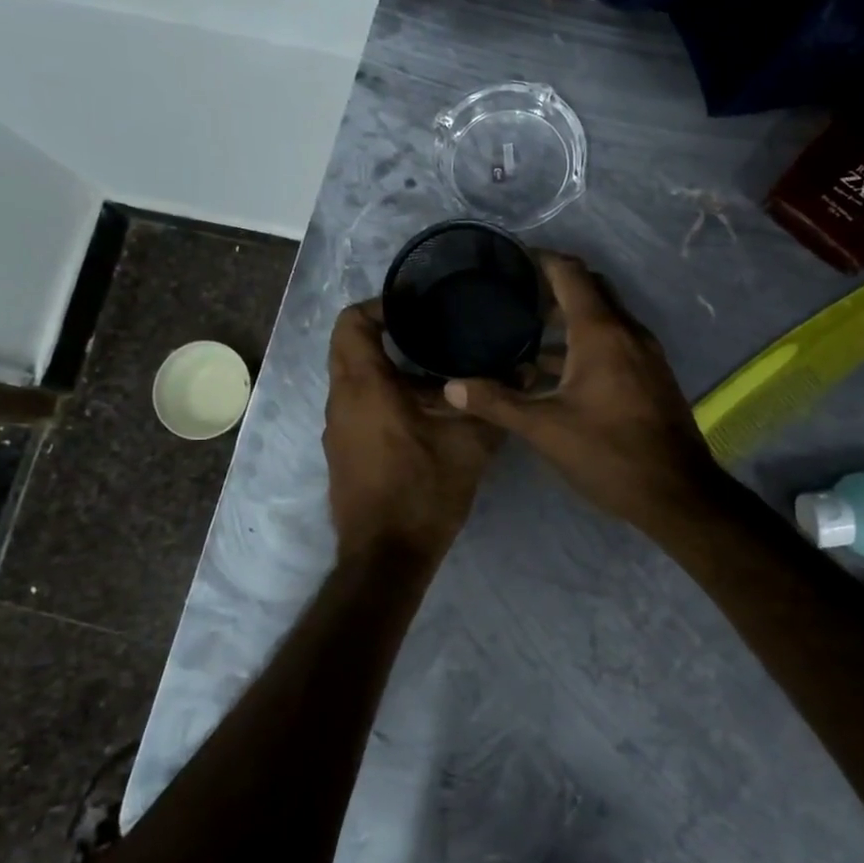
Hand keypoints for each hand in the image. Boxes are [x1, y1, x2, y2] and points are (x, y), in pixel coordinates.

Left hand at [324, 300, 504, 566]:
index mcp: (365, 387)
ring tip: (436, 367)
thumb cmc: (423, 492)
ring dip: (387, 366)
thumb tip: (526, 368)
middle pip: (351, 346)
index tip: (418, 305)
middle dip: (386, 332)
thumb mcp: (469, 445)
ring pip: (353, 376)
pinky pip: (356, 403)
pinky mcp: (342, 449)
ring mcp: (337, 427)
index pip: (352, 322)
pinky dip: (382, 392)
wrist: (385, 557)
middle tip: (432, 330)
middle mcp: (341, 400)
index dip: (381, 305)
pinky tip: (423, 408)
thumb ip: (495, 403)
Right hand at [441, 255, 722, 534]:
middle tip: (514, 295)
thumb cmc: (609, 453)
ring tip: (527, 333)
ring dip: (569, 318)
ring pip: (604, 317)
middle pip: (590, 288)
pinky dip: (587, 342)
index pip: (570, 273)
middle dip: (554, 286)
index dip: (541, 258)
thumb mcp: (545, 429)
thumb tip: (451, 388)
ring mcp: (645, 352)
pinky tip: (558, 371)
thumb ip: (498, 403)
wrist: (677, 492)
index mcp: (601, 332)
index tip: (510, 259)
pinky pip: (615, 340)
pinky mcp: (651, 374)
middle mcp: (627, 331)